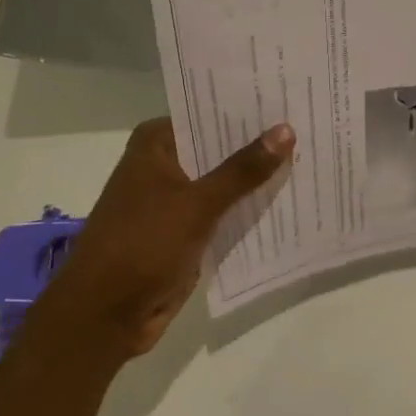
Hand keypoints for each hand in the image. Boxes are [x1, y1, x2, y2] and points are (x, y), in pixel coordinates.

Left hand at [43, 117, 293, 363]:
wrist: (104, 316)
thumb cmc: (142, 245)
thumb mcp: (197, 203)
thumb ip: (243, 169)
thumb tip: (286, 130)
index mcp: (156, 144)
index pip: (209, 113)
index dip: (249, 109)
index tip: (290, 99)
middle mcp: (164, 164)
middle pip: (220, 147)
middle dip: (260, 145)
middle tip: (310, 127)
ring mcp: (174, 200)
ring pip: (225, 182)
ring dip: (258, 180)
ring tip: (311, 159)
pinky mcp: (185, 231)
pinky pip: (224, 212)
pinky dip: (248, 209)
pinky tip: (289, 201)